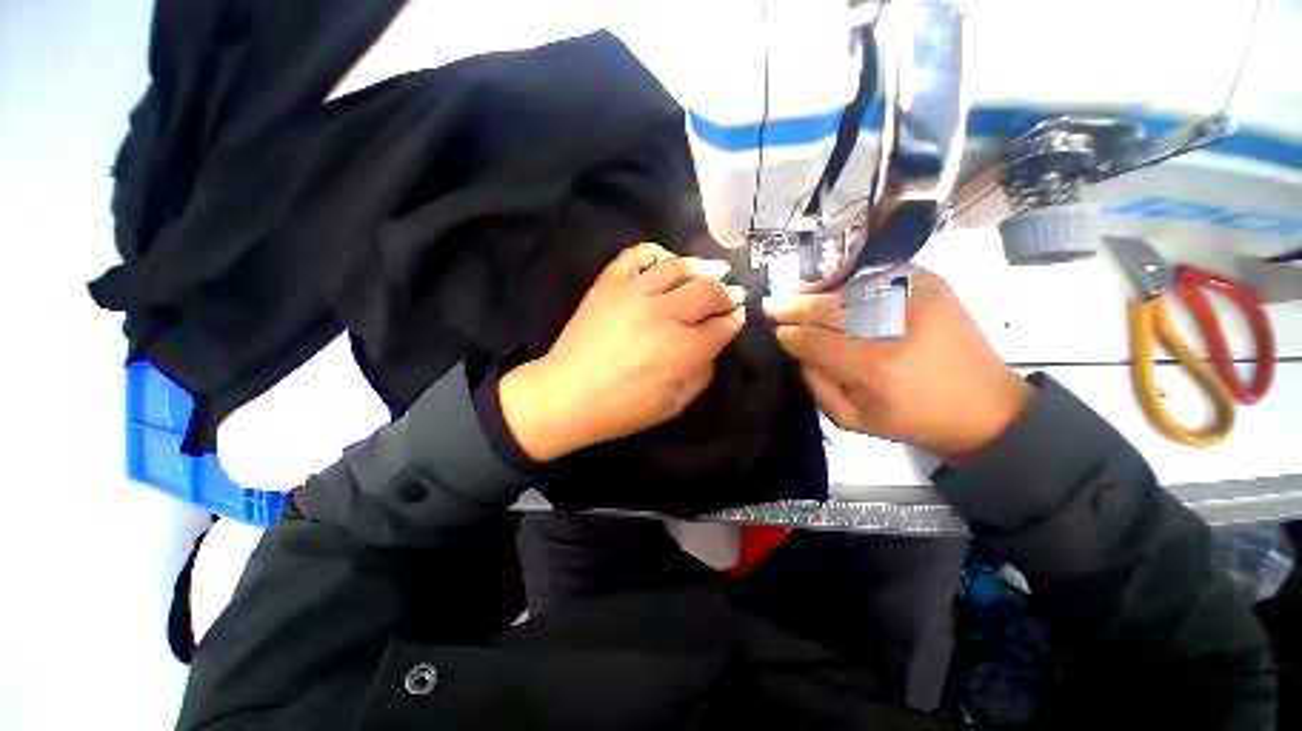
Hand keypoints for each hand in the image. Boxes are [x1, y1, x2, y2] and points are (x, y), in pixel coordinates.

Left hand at [500, 242, 746, 461]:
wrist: (566, 396)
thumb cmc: (622, 409)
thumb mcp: (673, 405)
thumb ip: (700, 375)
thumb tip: (710, 348)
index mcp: (683, 349)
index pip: (722, 325)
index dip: (735, 319)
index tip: (739, 314)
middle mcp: (664, 314)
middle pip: (707, 291)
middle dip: (728, 292)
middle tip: (733, 293)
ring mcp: (634, 294)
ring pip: (678, 267)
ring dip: (702, 267)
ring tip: (714, 269)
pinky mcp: (609, 285)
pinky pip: (635, 255)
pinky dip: (656, 253)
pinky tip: (667, 260)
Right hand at [763, 268, 1032, 461]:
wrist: (987, 407)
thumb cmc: (915, 419)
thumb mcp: (855, 420)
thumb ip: (816, 384)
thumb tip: (796, 347)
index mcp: (875, 367)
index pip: (814, 340)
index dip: (789, 333)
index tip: (774, 329)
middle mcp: (895, 325)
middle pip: (829, 306)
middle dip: (795, 305)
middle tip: (772, 304)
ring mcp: (916, 297)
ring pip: (849, 287)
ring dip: (818, 291)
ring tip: (798, 295)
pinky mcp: (932, 285)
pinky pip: (877, 274)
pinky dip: (849, 280)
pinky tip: (834, 288)